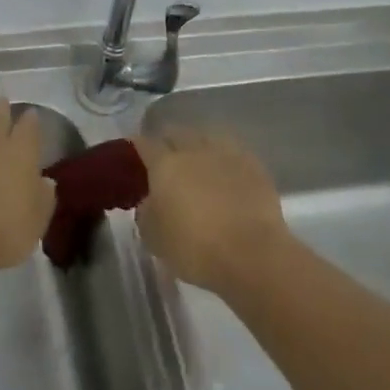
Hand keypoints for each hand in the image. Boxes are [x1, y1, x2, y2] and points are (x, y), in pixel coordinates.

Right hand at [136, 127, 289, 294]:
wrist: (253, 256)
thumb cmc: (195, 248)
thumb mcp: (153, 237)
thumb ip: (146, 212)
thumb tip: (150, 202)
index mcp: (165, 163)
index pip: (144, 143)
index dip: (136, 147)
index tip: (134, 155)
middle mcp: (194, 149)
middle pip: (176, 132)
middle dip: (168, 141)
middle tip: (165, 159)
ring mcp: (227, 154)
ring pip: (207, 137)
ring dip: (199, 145)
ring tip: (198, 161)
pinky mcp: (255, 167)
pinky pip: (233, 153)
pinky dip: (225, 160)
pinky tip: (226, 173)